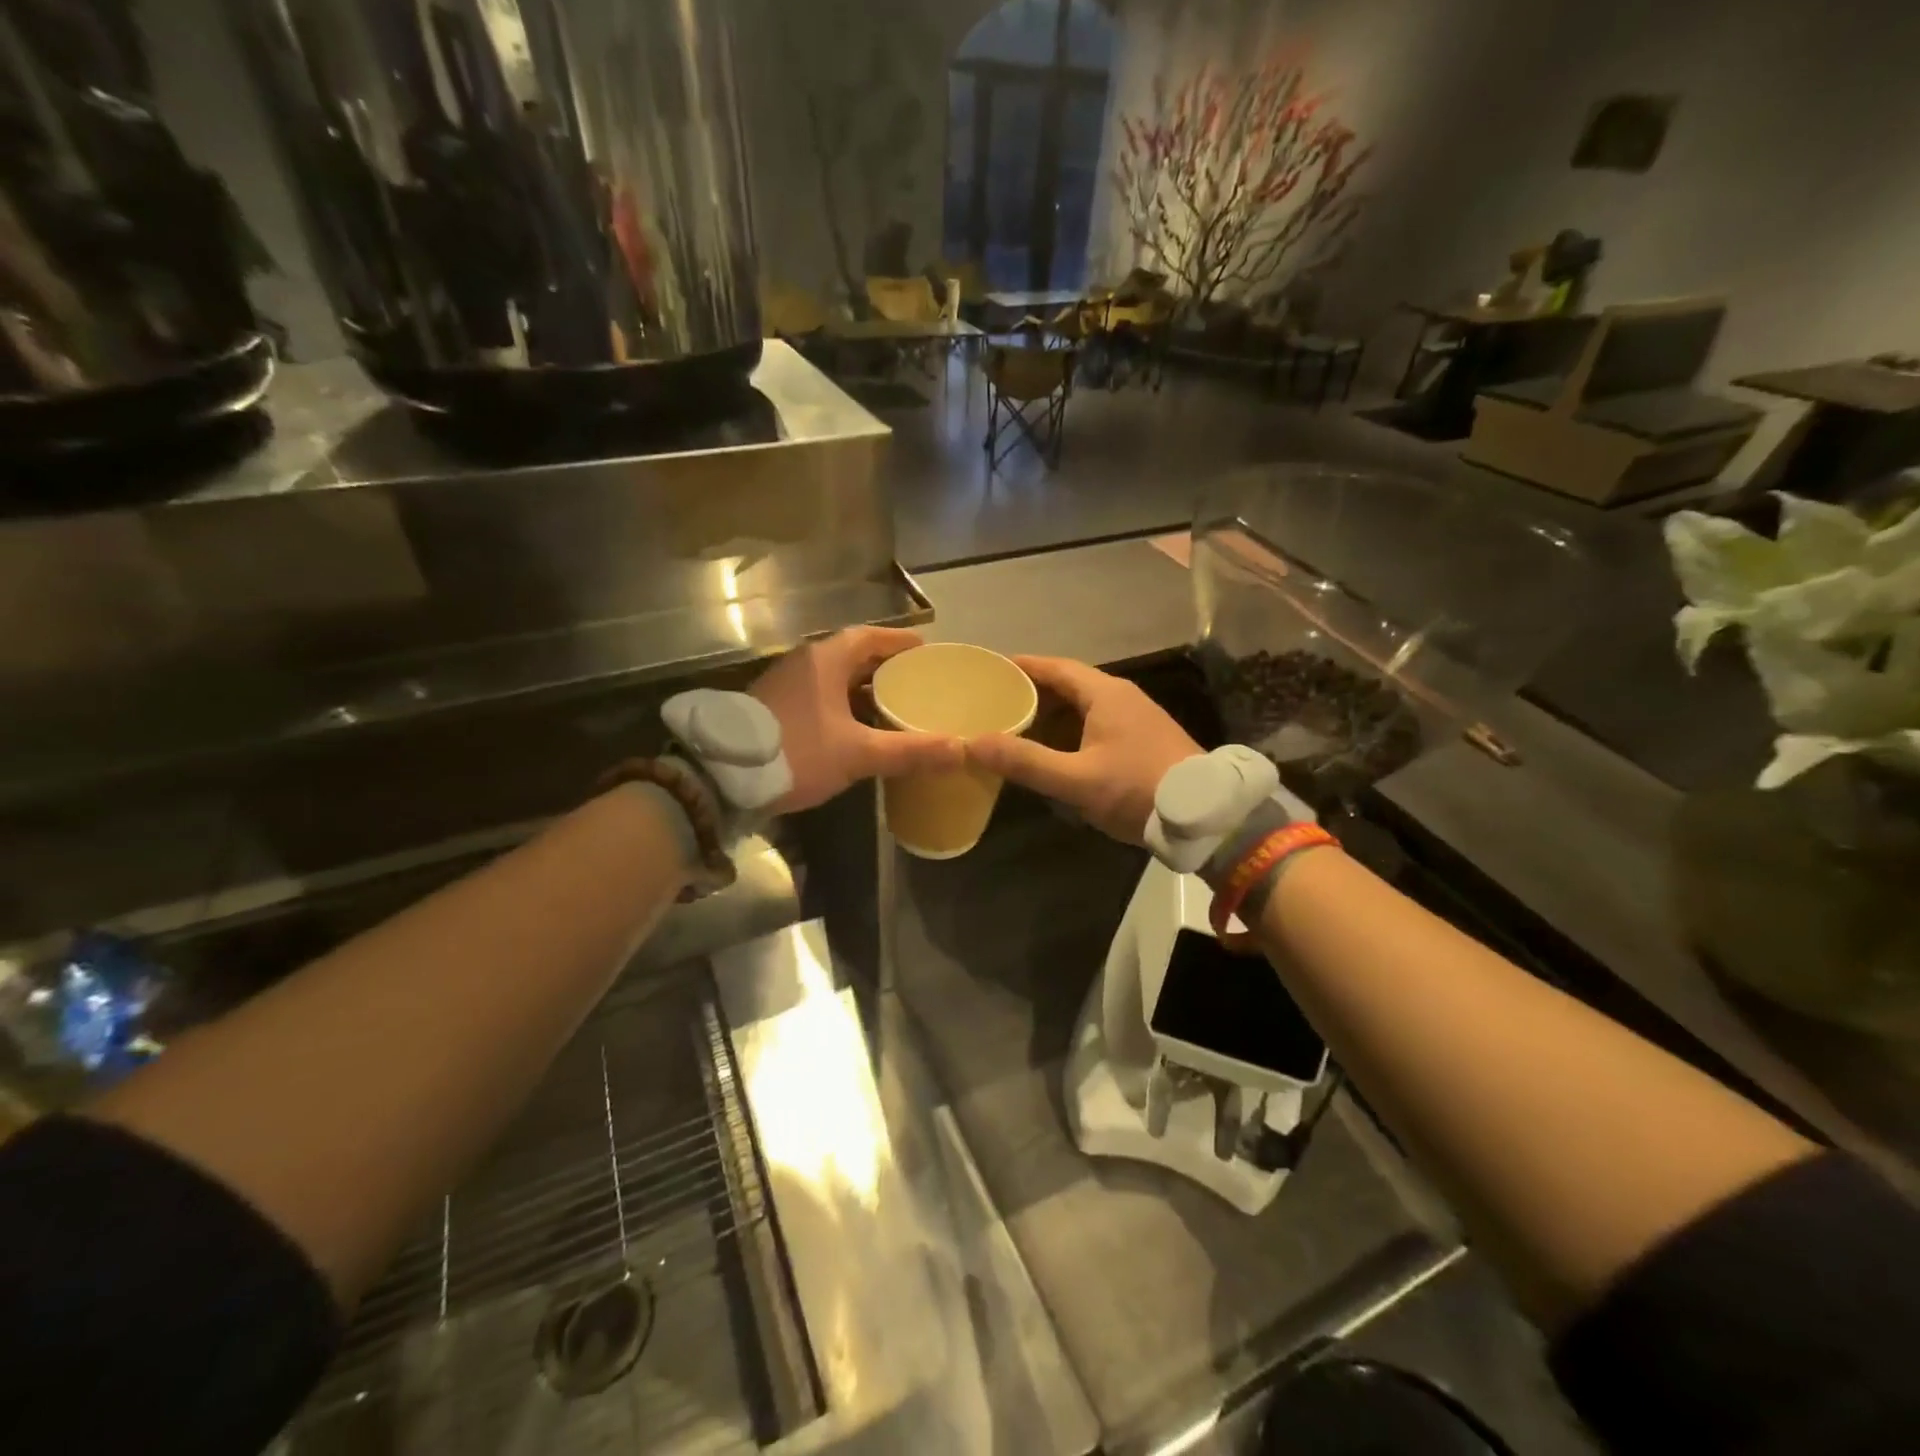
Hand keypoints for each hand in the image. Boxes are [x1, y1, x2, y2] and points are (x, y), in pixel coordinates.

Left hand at [750, 627, 962, 813]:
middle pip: (852, 655)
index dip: (899, 642)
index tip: (925, 650)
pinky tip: (857, 727)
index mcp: (825, 659)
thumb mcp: (857, 753)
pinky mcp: (773, 706)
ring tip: (894, 704)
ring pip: (833, 678)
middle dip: (884, 667)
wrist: (721, 777)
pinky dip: (842, 704)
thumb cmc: (796, 752)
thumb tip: (960, 749)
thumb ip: (908, 751)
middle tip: (916, 681)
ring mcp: (784, 683)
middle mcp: (804, 662)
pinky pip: (818, 695)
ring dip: (862, 688)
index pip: (870, 637)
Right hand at [966, 655, 1201, 844]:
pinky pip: (1097, 722)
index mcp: (1105, 694)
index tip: (990, 670)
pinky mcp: (1144, 739)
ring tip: (1017, 727)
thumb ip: (1026, 762)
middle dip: (1032, 692)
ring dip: (1052, 714)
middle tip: (996, 704)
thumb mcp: (1076, 779)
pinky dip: (1070, 729)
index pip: (1055, 667)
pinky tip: (1055, 751)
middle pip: (1068, 684)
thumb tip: (972, 742)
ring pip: (1084, 706)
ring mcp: (1136, 717)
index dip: (1022, 666)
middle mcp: (1121, 696)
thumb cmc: (1138, 789)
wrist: (1206, 816)